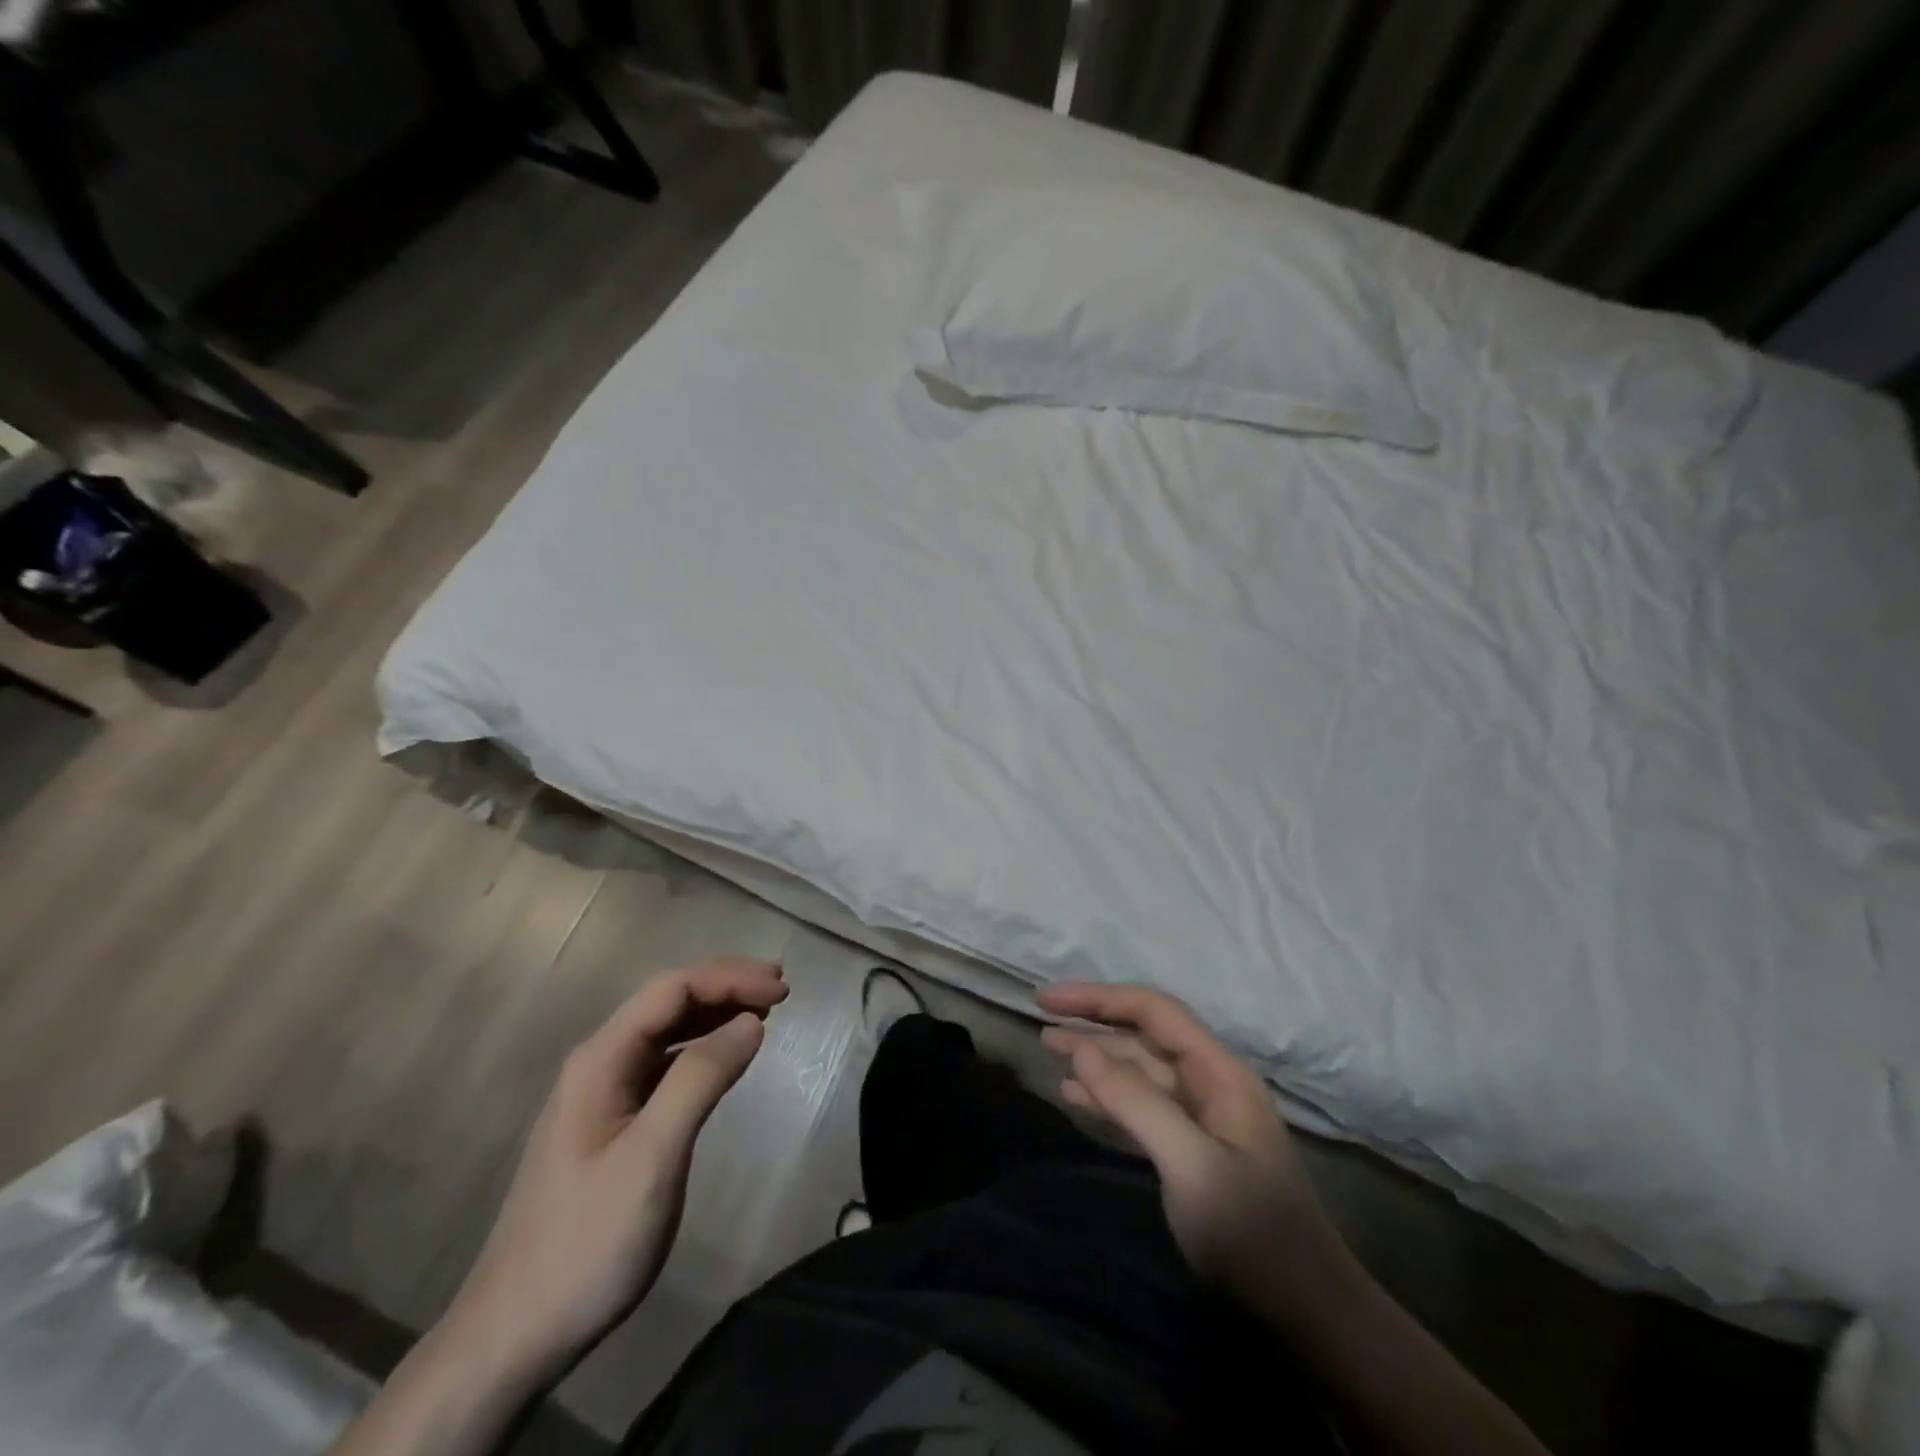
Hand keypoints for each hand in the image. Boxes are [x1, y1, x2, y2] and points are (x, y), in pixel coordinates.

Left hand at [445, 956, 788, 1384]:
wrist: (516, 1333)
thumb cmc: (588, 1241)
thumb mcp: (652, 1158)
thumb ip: (701, 1080)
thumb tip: (751, 1021)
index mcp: (601, 1059)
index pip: (673, 989)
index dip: (730, 979)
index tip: (782, 990)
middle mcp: (600, 1063)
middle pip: (669, 1002)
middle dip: (726, 986)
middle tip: (781, 990)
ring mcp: (603, 1094)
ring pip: (668, 1031)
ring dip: (716, 1013)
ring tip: (765, 1012)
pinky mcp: (613, 1124)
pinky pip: (664, 1065)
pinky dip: (703, 1049)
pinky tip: (726, 1058)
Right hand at [1037, 983, 1348, 1324]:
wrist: (1307, 1313)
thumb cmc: (1252, 1234)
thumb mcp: (1190, 1164)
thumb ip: (1136, 1101)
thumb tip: (1083, 1049)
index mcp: (1219, 1072)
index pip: (1154, 1012)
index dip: (1100, 998)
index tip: (1050, 1000)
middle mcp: (1210, 1083)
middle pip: (1144, 1036)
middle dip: (1093, 1023)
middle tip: (1040, 1019)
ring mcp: (1202, 1117)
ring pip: (1139, 1071)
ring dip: (1095, 1058)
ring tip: (1049, 1048)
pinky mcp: (1191, 1149)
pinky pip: (1141, 1106)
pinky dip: (1106, 1096)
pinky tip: (1076, 1095)